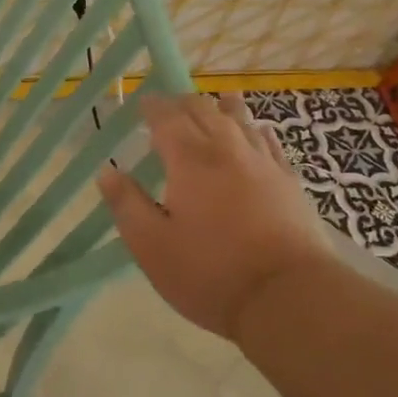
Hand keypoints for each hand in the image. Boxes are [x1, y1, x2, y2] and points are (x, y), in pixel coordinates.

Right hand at [97, 93, 337, 340]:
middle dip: (184, 104)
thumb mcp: (152, 246)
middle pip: (205, 112)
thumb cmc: (210, 272)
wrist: (288, 296)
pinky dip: (259, 131)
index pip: (167, 120)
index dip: (154, 108)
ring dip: (224, 108)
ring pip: (242, 122)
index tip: (143, 103)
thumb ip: (127, 205)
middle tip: (171, 106)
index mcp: (190, 161)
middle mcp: (227, 151)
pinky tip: (260, 132)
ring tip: (219, 99)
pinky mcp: (290, 183)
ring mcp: (264, 164)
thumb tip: (107, 171)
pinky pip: (271, 144)